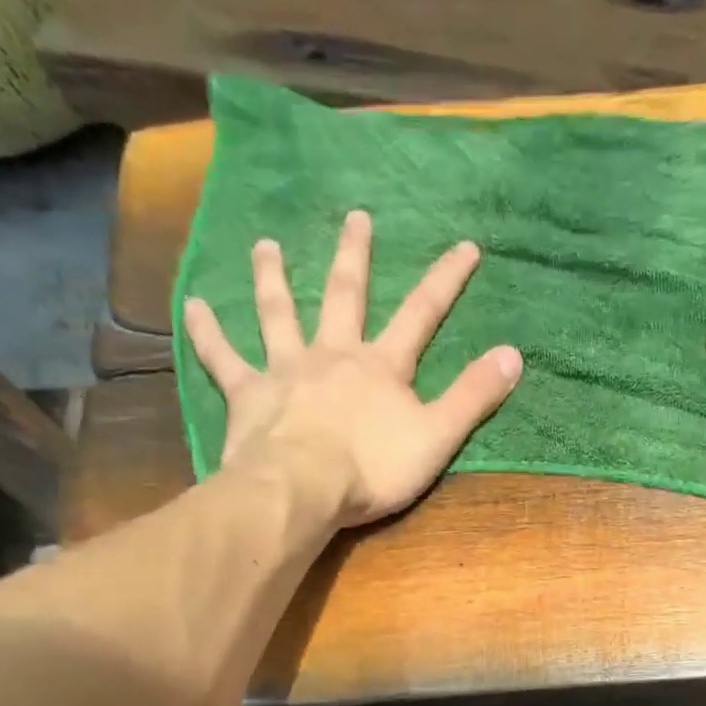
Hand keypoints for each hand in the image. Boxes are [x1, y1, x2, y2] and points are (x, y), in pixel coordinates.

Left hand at [183, 210, 522, 527]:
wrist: (302, 489)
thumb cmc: (373, 469)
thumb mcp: (437, 437)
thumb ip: (473, 396)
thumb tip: (514, 354)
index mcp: (381, 366)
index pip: (421, 314)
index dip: (445, 280)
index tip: (465, 245)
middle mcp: (333, 354)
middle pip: (345, 295)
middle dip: (355, 256)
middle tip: (355, 216)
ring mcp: (287, 370)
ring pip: (279, 313)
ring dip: (273, 277)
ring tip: (266, 245)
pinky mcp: (249, 393)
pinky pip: (223, 356)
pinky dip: (206, 330)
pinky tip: (191, 304)